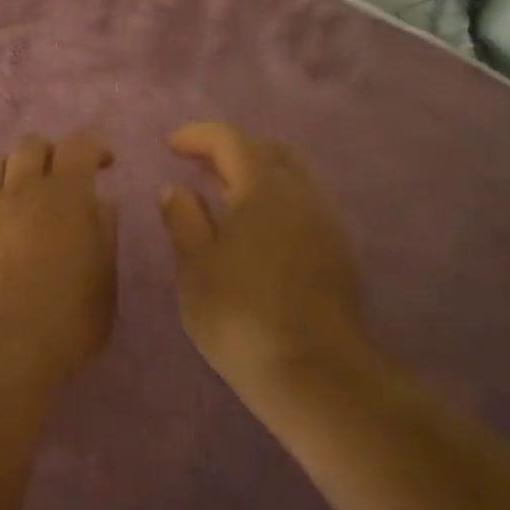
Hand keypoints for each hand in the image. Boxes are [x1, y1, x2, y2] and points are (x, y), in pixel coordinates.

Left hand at [0, 133, 118, 383]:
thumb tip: (100, 202)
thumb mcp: (105, 279)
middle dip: (51, 153)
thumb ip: (104, 232)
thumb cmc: (68, 319)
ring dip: (13, 169)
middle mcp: (21, 192)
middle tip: (63, 178)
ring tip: (24, 192)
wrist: (3, 350)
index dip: (94, 148)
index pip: (78, 145)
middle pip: (30, 146)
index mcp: (64, 196)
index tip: (104, 165)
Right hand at [159, 123, 367, 401]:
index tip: (170, 145)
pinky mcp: (338, 253)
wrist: (315, 373)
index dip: (198, 136)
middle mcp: (302, 195)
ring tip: (224, 195)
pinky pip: (304, 205)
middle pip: (269, 151)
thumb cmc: (240, 314)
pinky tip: (256, 229)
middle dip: (232, 149)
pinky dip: (275, 200)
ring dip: (257, 174)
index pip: (231, 141)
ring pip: (292, 177)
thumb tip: (176, 188)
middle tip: (200, 164)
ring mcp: (326, 223)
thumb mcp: (195, 266)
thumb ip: (183, 219)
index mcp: (263, 189)